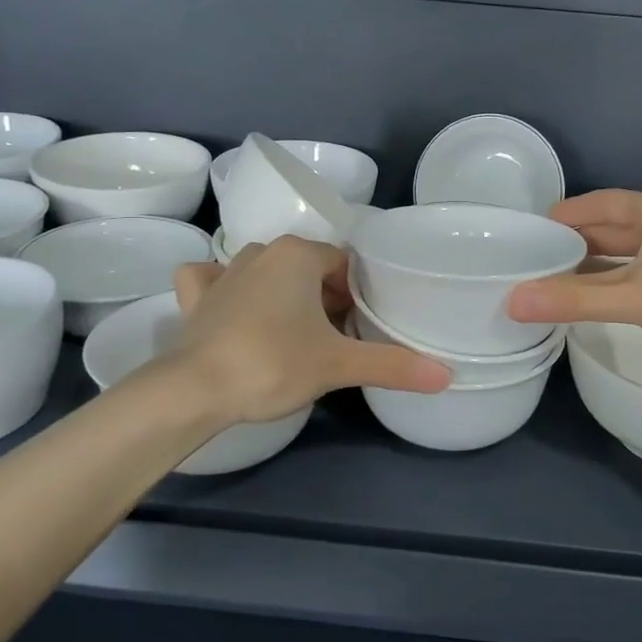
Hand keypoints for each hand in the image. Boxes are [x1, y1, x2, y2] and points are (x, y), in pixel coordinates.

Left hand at [171, 236, 449, 424]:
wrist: (194, 389)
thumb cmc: (273, 363)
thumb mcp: (339, 364)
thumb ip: (393, 366)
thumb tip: (447, 376)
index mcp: (299, 255)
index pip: (344, 265)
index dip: (358, 296)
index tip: (361, 329)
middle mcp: (261, 252)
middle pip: (309, 268)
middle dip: (326, 298)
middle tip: (335, 339)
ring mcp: (224, 272)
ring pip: (266, 271)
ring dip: (284, 294)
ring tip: (295, 333)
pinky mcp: (195, 297)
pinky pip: (213, 279)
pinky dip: (224, 288)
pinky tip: (230, 305)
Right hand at [506, 190, 641, 385]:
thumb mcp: (635, 297)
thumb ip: (573, 299)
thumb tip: (512, 302)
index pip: (600, 203)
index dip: (565, 214)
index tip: (529, 230)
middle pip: (613, 228)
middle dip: (575, 242)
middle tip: (532, 259)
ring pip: (627, 255)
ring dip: (593, 267)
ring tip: (551, 280)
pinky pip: (640, 276)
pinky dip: (613, 284)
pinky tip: (592, 301)